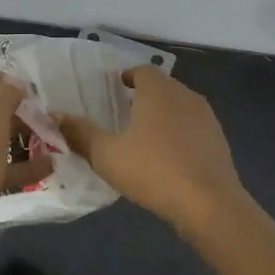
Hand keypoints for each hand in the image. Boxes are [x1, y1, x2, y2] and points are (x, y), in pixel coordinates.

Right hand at [56, 67, 247, 231]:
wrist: (210, 204)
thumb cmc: (154, 171)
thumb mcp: (107, 155)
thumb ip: (81, 133)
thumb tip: (56, 116)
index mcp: (158, 91)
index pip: (143, 70)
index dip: (129, 76)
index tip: (116, 87)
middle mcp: (185, 95)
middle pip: (163, 87)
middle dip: (145, 95)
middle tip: (125, 111)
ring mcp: (207, 118)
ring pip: (180, 107)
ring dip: (164, 115)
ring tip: (145, 135)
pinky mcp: (219, 141)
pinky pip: (193, 128)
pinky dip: (179, 134)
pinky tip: (169, 156)